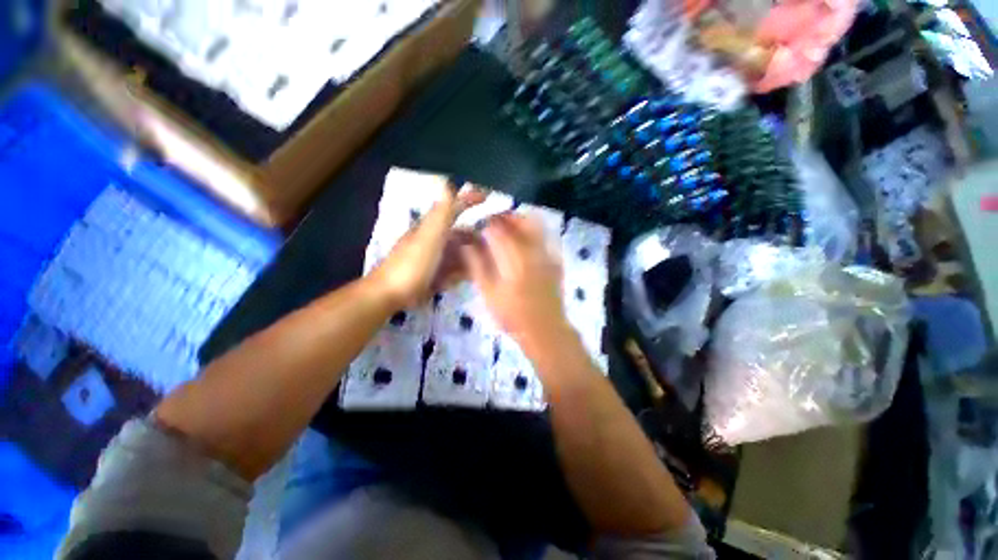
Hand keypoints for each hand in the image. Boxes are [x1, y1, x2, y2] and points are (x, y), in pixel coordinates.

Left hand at [370, 182, 484, 307]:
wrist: (387, 296)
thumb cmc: (412, 265)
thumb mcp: (430, 235)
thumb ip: (442, 212)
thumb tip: (449, 182)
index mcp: (429, 227)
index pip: (452, 207)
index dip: (467, 200)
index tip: (487, 196)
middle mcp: (428, 241)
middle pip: (455, 233)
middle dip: (474, 235)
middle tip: (496, 241)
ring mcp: (426, 261)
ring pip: (452, 253)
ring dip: (469, 255)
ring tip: (489, 261)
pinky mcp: (425, 280)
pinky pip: (446, 273)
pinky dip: (458, 273)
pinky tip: (468, 279)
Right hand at [460, 214, 571, 346]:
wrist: (545, 330)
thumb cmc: (513, 315)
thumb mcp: (488, 292)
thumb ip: (476, 264)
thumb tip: (465, 243)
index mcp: (514, 256)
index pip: (497, 227)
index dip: (483, 222)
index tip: (474, 226)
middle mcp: (533, 249)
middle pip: (519, 219)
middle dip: (503, 217)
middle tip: (489, 224)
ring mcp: (548, 253)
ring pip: (534, 224)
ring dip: (518, 222)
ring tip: (505, 231)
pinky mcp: (556, 260)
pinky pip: (544, 236)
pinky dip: (530, 233)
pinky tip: (520, 245)